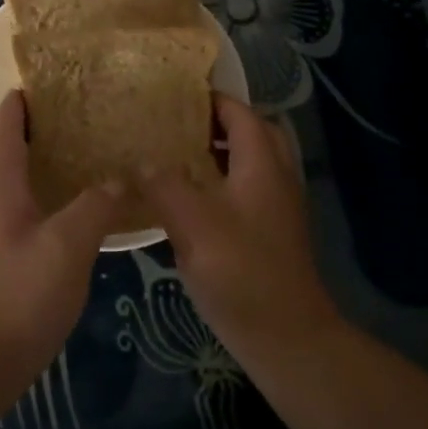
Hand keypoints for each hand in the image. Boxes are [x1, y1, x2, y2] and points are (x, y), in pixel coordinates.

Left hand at [0, 91, 124, 391]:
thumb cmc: (16, 295)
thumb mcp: (67, 245)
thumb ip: (94, 206)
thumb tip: (118, 178)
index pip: (5, 127)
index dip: (21, 101)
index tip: (46, 82)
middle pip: (6, 154)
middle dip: (36, 135)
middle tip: (79, 122)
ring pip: (11, 189)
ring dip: (39, 171)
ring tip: (80, 165)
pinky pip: (15, 218)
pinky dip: (39, 205)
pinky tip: (67, 221)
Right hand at [143, 95, 341, 357]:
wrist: (286, 335)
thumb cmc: (240, 271)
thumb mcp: (193, 224)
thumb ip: (165, 185)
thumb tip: (142, 161)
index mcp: (262, 164)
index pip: (240, 113)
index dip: (211, 98)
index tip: (174, 93)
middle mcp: (275, 178)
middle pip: (252, 133)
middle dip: (217, 122)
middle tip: (176, 124)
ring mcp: (276, 207)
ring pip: (250, 163)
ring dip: (219, 153)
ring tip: (176, 156)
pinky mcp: (270, 233)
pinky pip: (246, 190)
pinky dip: (221, 182)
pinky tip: (188, 201)